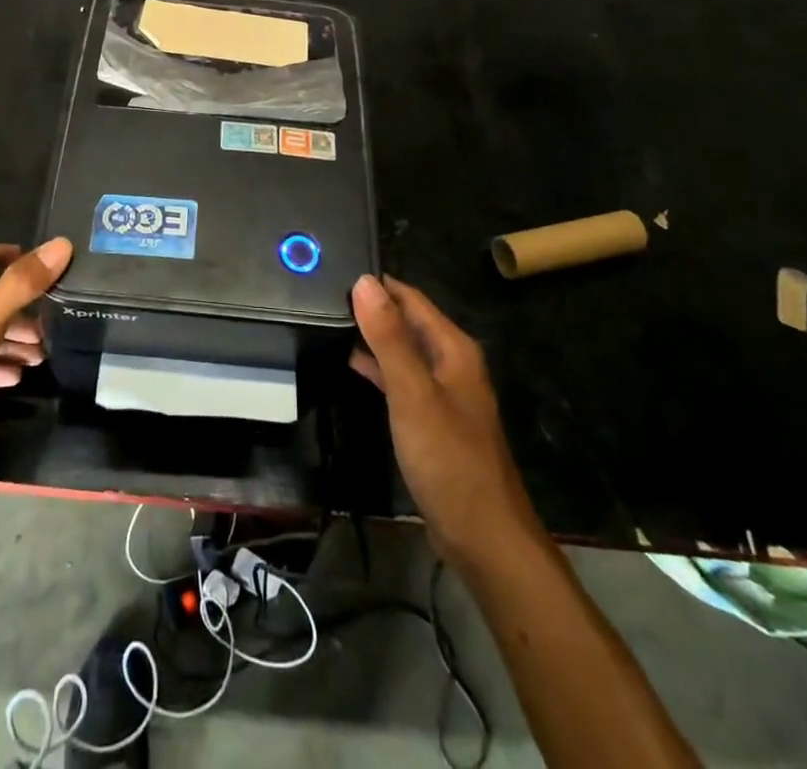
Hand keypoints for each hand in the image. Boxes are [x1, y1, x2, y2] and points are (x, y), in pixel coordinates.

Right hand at [349, 274, 541, 569]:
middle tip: (322, 295)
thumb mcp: (413, 394)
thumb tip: (364, 281)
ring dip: (372, 335)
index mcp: (453, 349)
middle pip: (407, 321)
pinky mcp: (432, 419)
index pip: (410, 298)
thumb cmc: (449, 460)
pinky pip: (400, 378)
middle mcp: (451, 363)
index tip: (333, 270)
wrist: (484, 537)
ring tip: (328, 321)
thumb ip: (388, 337)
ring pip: (402, 349)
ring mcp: (443, 393)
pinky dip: (377, 366)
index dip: (376, 284)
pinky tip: (350, 363)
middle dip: (371, 306)